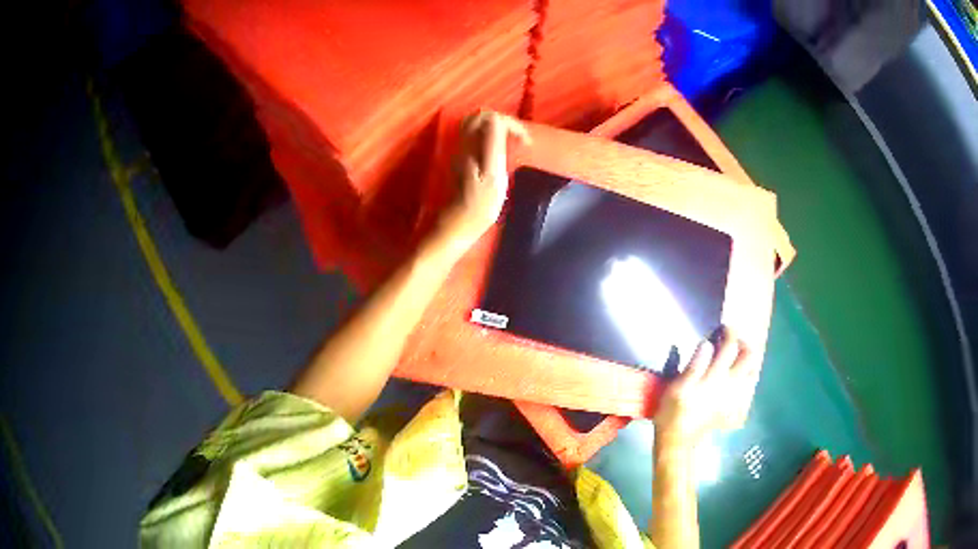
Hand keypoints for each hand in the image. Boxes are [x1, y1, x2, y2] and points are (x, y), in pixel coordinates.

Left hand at [442, 111, 529, 244]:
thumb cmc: (480, 204)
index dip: (512, 125)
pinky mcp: (463, 159)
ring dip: (498, 129)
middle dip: (504, 123)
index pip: (492, 117)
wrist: (459, 222)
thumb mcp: (493, 174)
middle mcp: (464, 143)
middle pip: (482, 117)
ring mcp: (462, 151)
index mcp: (473, 145)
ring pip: (478, 126)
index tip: (525, 143)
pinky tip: (501, 153)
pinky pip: (477, 137)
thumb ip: (494, 144)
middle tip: (518, 139)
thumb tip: (497, 119)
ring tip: (512, 144)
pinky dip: (491, 138)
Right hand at [653, 326, 759, 449]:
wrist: (678, 441)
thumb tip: (707, 343)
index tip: (723, 327)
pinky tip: (737, 377)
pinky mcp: (732, 406)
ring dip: (749, 360)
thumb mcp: (677, 388)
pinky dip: (747, 377)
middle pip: (749, 358)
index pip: (730, 347)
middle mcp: (729, 384)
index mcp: (715, 377)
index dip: (729, 333)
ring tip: (737, 356)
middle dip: (744, 344)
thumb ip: (694, 365)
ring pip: (752, 372)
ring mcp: (733, 396)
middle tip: (733, 340)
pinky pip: (748, 388)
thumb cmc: (673, 412)